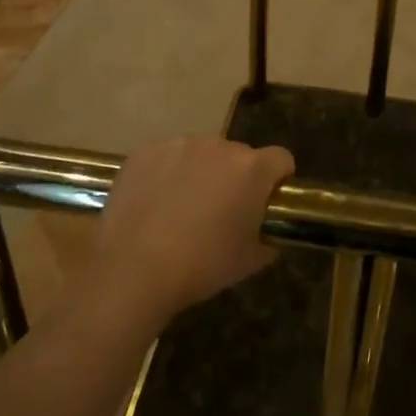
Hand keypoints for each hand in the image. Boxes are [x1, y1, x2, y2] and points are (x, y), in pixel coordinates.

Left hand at [88, 136, 293, 329]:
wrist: (133, 271)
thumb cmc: (201, 267)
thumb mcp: (250, 260)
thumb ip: (268, 236)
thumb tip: (268, 230)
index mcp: (251, 169)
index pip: (281, 159)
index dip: (277, 179)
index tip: (265, 202)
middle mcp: (219, 146)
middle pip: (239, 155)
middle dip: (235, 177)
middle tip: (219, 211)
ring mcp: (180, 144)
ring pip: (201, 153)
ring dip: (201, 172)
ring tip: (181, 207)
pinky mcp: (147, 150)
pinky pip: (168, 155)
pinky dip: (167, 171)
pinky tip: (154, 201)